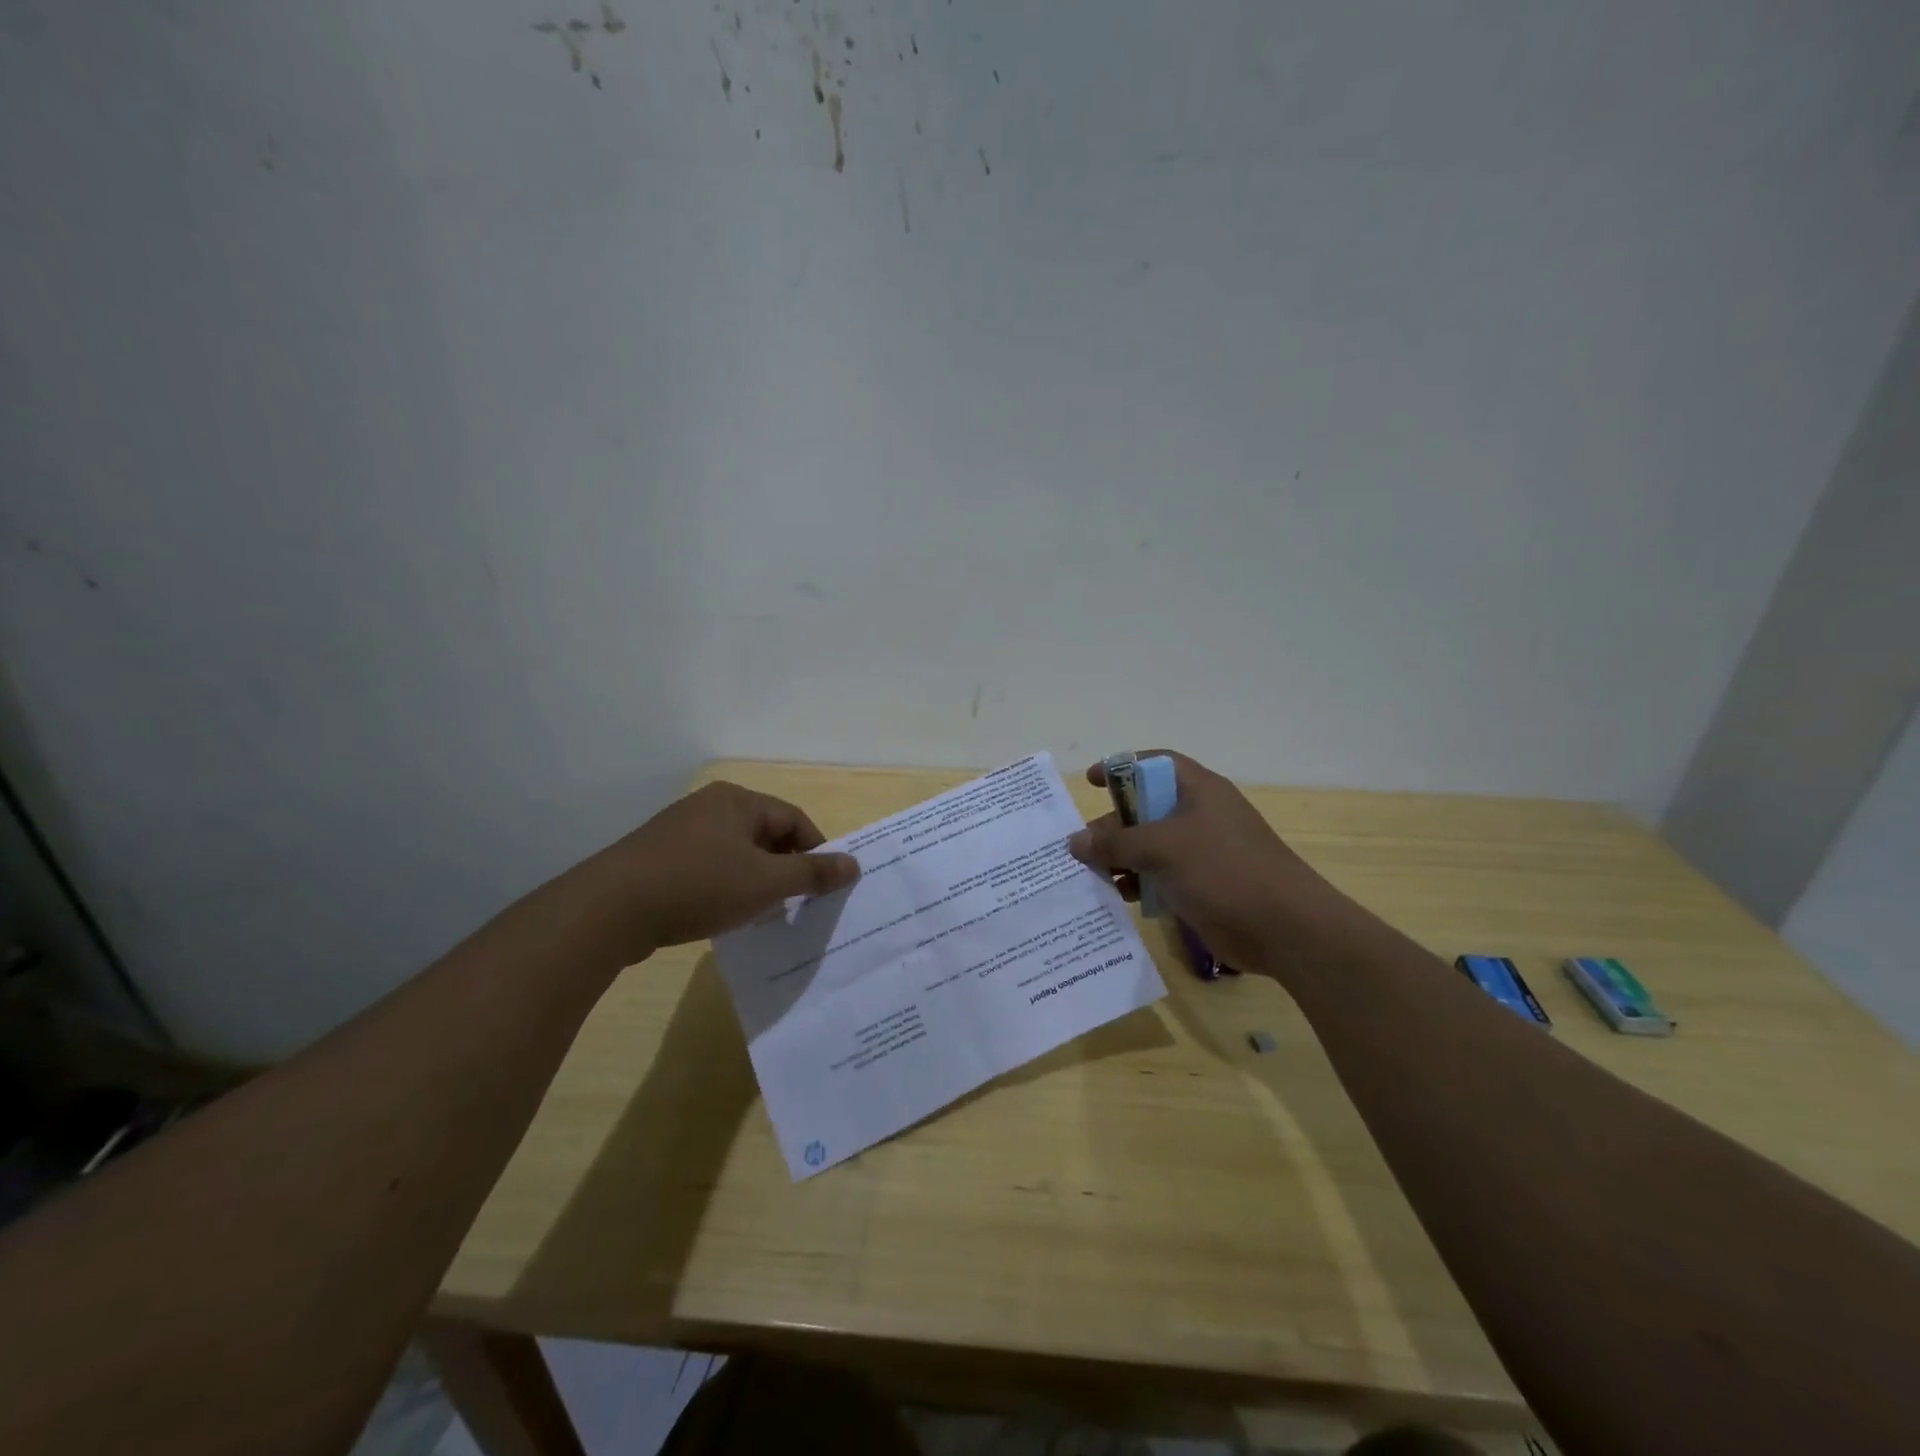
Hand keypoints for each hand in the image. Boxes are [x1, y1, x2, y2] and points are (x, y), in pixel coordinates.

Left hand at [583, 782, 859, 957]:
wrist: (609, 910)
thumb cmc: (699, 885)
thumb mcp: (766, 881)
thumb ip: (812, 873)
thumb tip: (854, 864)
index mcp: (737, 801)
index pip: (794, 820)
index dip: (815, 852)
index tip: (824, 887)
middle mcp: (709, 807)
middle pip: (765, 835)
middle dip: (785, 869)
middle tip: (796, 904)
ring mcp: (680, 833)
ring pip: (736, 854)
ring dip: (756, 882)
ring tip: (763, 914)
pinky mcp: (658, 860)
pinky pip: (708, 869)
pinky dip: (725, 889)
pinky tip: (724, 916)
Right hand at [1068, 751, 1346, 977]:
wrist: (1285, 928)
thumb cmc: (1223, 870)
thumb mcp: (1162, 848)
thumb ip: (1116, 842)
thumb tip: (1076, 842)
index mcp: (1198, 790)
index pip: (1153, 765)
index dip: (1121, 768)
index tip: (1090, 782)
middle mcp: (1199, 815)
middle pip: (1145, 810)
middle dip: (1112, 826)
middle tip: (1081, 848)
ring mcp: (1202, 852)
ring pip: (1150, 847)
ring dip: (1121, 860)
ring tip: (1090, 876)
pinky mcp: (1202, 885)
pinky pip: (1161, 877)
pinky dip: (1139, 884)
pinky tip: (1118, 898)